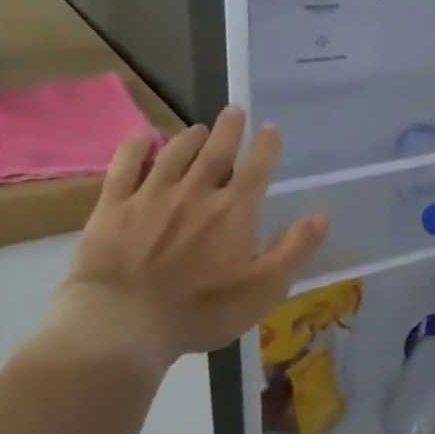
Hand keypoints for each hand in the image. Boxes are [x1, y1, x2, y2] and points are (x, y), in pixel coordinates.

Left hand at [43, 108, 328, 375]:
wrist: (123, 323)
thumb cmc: (202, 310)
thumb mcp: (264, 288)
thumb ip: (295, 249)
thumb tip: (322, 214)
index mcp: (234, 211)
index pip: (257, 168)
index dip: (266, 146)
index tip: (271, 128)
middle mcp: (196, 193)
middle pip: (215, 151)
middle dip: (228, 129)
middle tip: (234, 110)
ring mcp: (151, 196)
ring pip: (174, 154)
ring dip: (189, 137)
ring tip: (198, 128)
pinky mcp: (113, 207)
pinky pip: (124, 167)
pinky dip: (135, 148)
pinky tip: (142, 139)